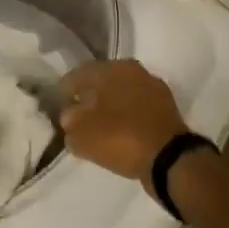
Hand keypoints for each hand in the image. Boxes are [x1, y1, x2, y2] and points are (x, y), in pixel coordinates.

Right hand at [58, 59, 191, 197]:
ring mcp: (153, 89)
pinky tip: (118, 134)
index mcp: (113, 68)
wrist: (169, 159)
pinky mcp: (166, 109)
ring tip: (97, 127)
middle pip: (102, 82)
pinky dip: (125, 118)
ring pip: (121, 95)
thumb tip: (70, 115)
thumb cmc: (121, 137)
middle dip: (88, 97)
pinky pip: (136, 110)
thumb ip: (70, 121)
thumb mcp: (82, 133)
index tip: (58, 105)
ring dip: (108, 108)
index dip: (65, 90)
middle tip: (76, 116)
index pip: (79, 74)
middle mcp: (135, 71)